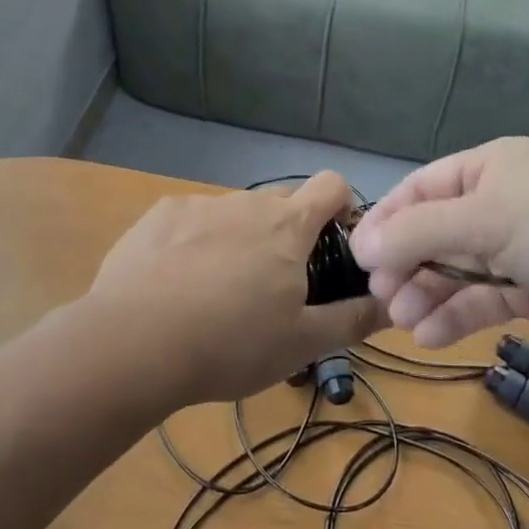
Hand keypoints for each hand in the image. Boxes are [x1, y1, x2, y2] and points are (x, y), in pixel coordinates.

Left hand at [87, 173, 380, 405]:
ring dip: (240, 240)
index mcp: (287, 226)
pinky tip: (176, 285)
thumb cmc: (231, 343)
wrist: (134, 342)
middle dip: (289, 232)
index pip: (332, 184)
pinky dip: (195, 243)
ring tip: (218, 294)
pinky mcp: (159, 216)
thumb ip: (353, 319)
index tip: (336, 242)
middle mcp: (246, 202)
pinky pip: (191, 221)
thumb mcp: (302, 343)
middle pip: (282, 202)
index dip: (343, 205)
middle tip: (277, 284)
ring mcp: (199, 205)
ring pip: (235, 214)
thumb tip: (394, 304)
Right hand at [350, 138, 528, 351]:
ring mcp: (516, 247)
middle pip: (433, 232)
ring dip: (425, 293)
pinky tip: (429, 336)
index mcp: (487, 169)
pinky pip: (481, 299)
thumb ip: (420, 232)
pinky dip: (455, 315)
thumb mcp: (488, 218)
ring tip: (403, 322)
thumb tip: (363, 246)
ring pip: (454, 270)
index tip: (358, 257)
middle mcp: (498, 203)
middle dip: (405, 264)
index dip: (388, 221)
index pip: (421, 190)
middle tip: (382, 297)